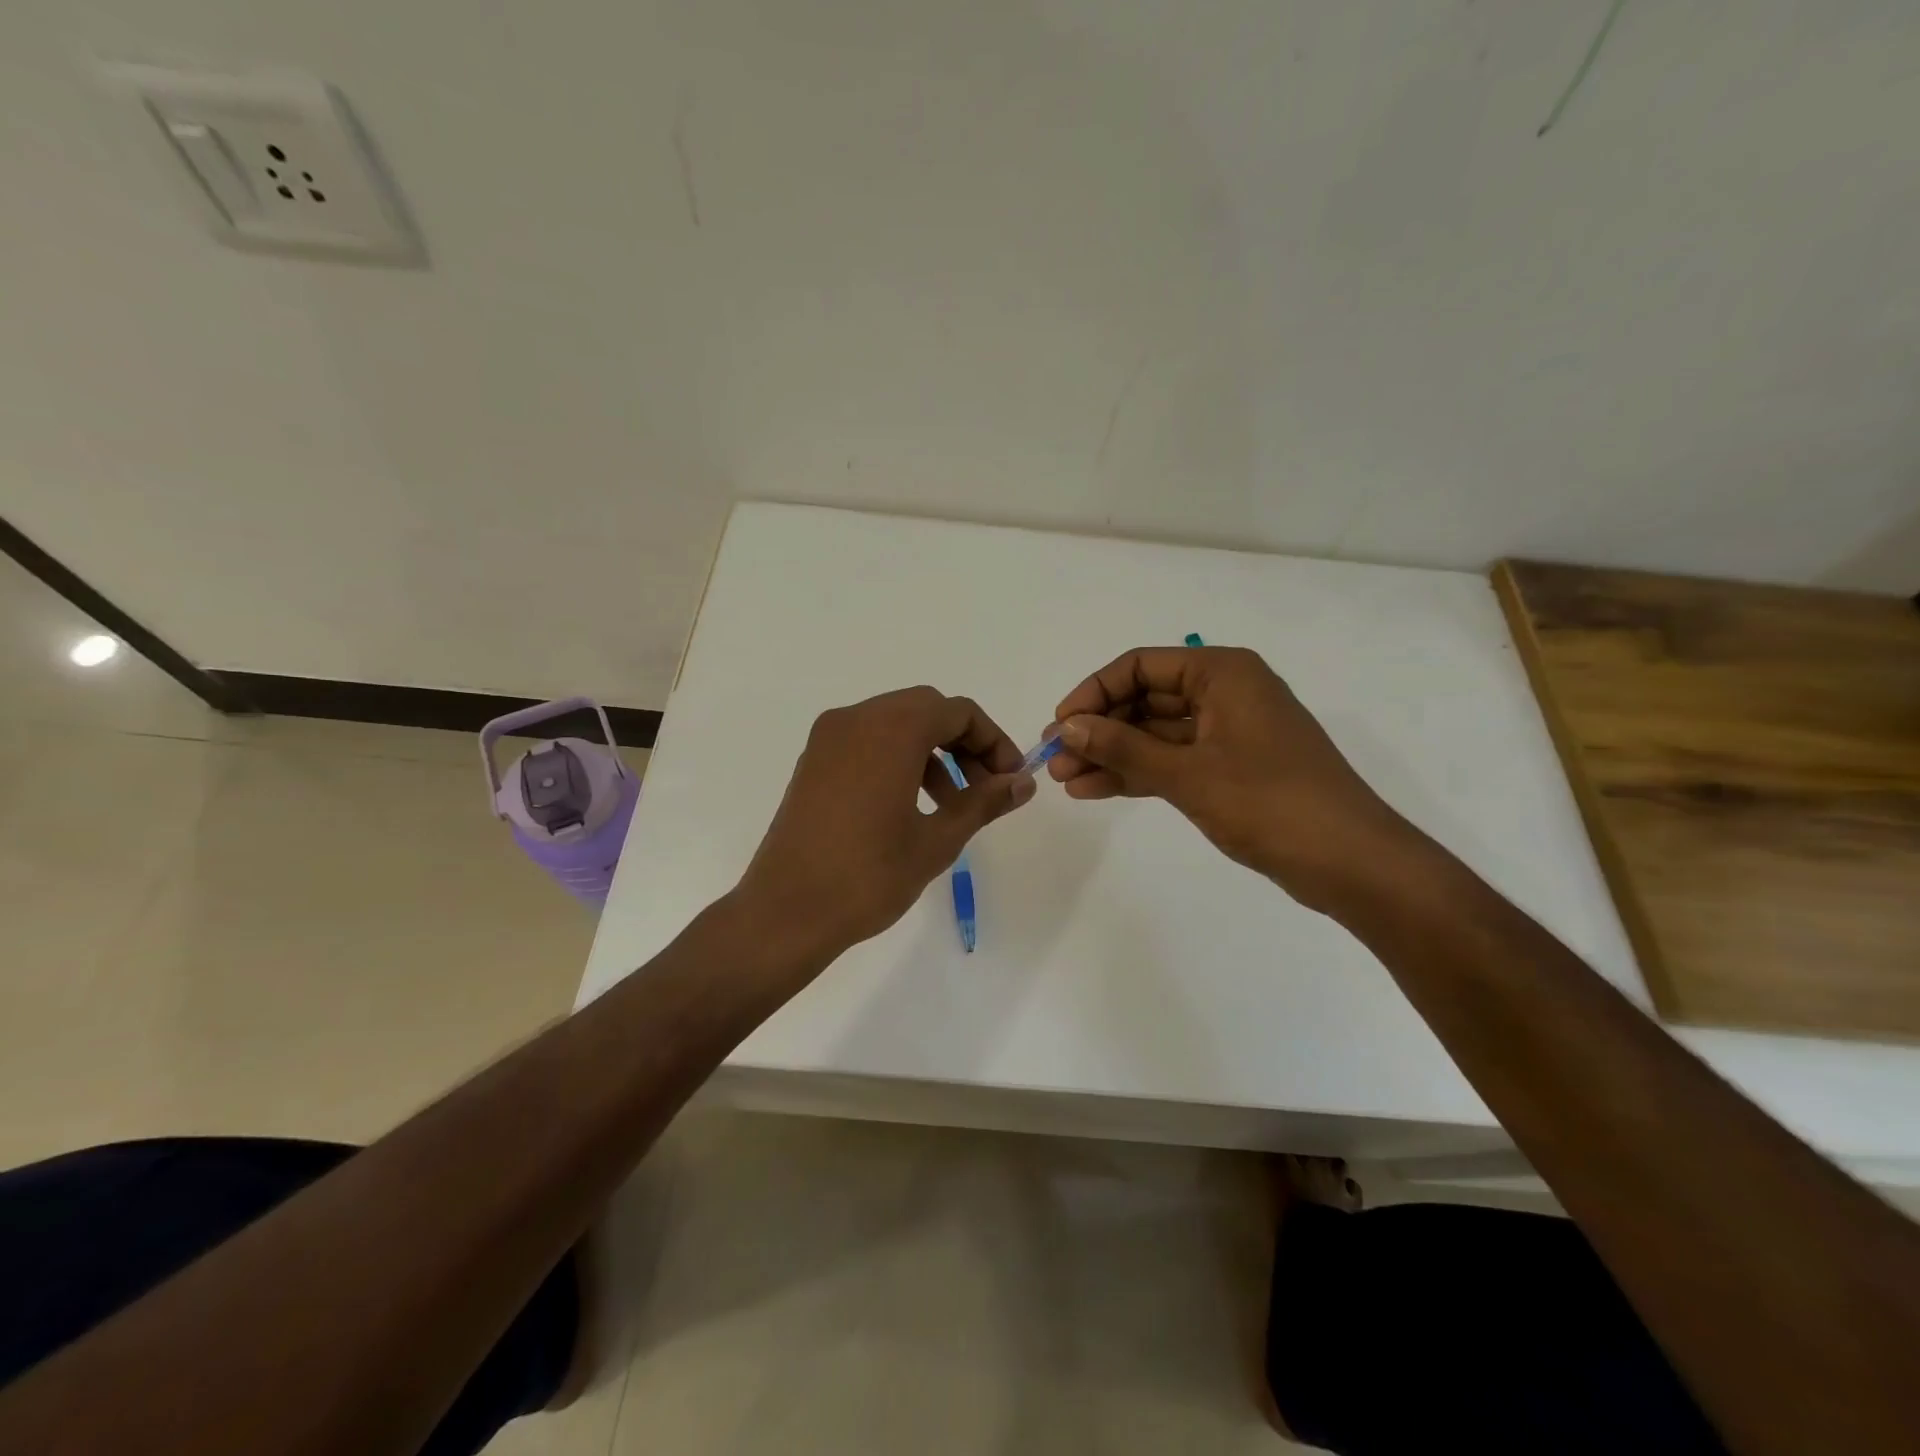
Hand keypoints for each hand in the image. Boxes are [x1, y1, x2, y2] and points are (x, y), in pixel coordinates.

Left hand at [738, 686, 1036, 957]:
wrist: (786, 912)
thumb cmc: (869, 876)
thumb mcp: (938, 840)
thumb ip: (984, 803)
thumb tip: (1023, 783)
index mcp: (891, 729)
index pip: (958, 712)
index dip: (993, 741)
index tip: (1009, 779)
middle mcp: (857, 719)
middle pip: (927, 710)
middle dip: (963, 744)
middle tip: (984, 789)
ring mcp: (829, 738)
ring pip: (896, 724)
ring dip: (932, 752)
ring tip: (950, 805)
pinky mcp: (813, 761)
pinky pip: (867, 741)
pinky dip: (898, 758)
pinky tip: (909, 805)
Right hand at [1049, 647, 1417, 910]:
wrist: (1350, 862)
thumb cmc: (1270, 803)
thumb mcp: (1187, 773)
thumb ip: (1123, 746)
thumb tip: (1067, 726)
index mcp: (1223, 672)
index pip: (1140, 666)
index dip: (1093, 692)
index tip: (1060, 725)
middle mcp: (1225, 692)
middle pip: (1145, 699)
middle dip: (1098, 729)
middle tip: (1055, 759)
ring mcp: (1228, 732)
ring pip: (1155, 734)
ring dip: (1111, 754)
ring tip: (1065, 781)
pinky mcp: (1230, 768)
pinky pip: (1172, 760)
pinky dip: (1137, 773)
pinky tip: (1095, 790)